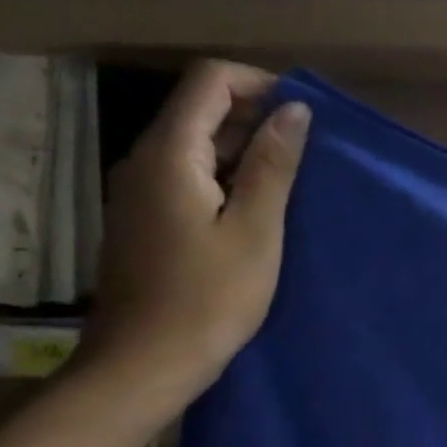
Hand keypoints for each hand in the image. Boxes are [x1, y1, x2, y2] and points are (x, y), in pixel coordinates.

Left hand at [79, 61, 309, 409]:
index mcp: (170, 155)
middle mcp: (145, 160)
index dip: (259, 84)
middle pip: (200, 109)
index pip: (209, 81)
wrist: (143, 366)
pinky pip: (188, 174)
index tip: (303, 115)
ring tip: (291, 182)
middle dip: (257, 117)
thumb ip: (274, 165)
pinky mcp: (145, 217)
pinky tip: (257, 210)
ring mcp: (139, 190)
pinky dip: (227, 176)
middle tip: (307, 154)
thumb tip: (294, 110)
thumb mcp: (256, 231)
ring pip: (196, 143)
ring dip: (245, 149)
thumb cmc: (209, 299)